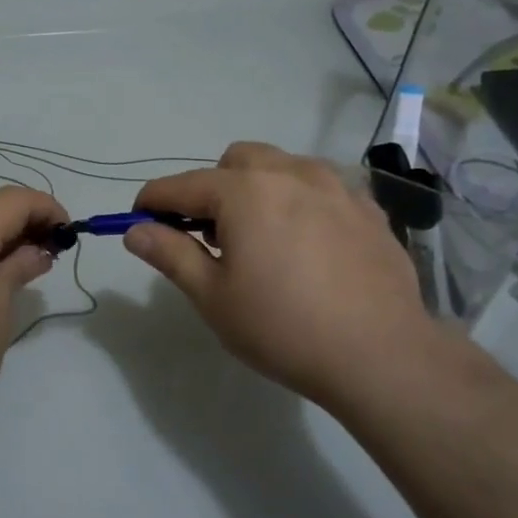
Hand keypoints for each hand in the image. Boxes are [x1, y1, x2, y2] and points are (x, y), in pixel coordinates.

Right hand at [126, 142, 446, 414]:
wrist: (381, 355)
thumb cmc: (284, 327)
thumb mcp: (213, 297)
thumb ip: (170, 254)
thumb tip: (136, 230)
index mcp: (244, 191)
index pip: (181, 185)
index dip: (153, 201)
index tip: (139, 221)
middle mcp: (289, 173)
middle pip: (234, 161)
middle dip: (212, 188)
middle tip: (213, 237)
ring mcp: (335, 186)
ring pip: (281, 167)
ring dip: (258, 188)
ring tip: (263, 238)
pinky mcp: (368, 208)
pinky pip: (321, 188)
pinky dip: (301, 202)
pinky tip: (309, 246)